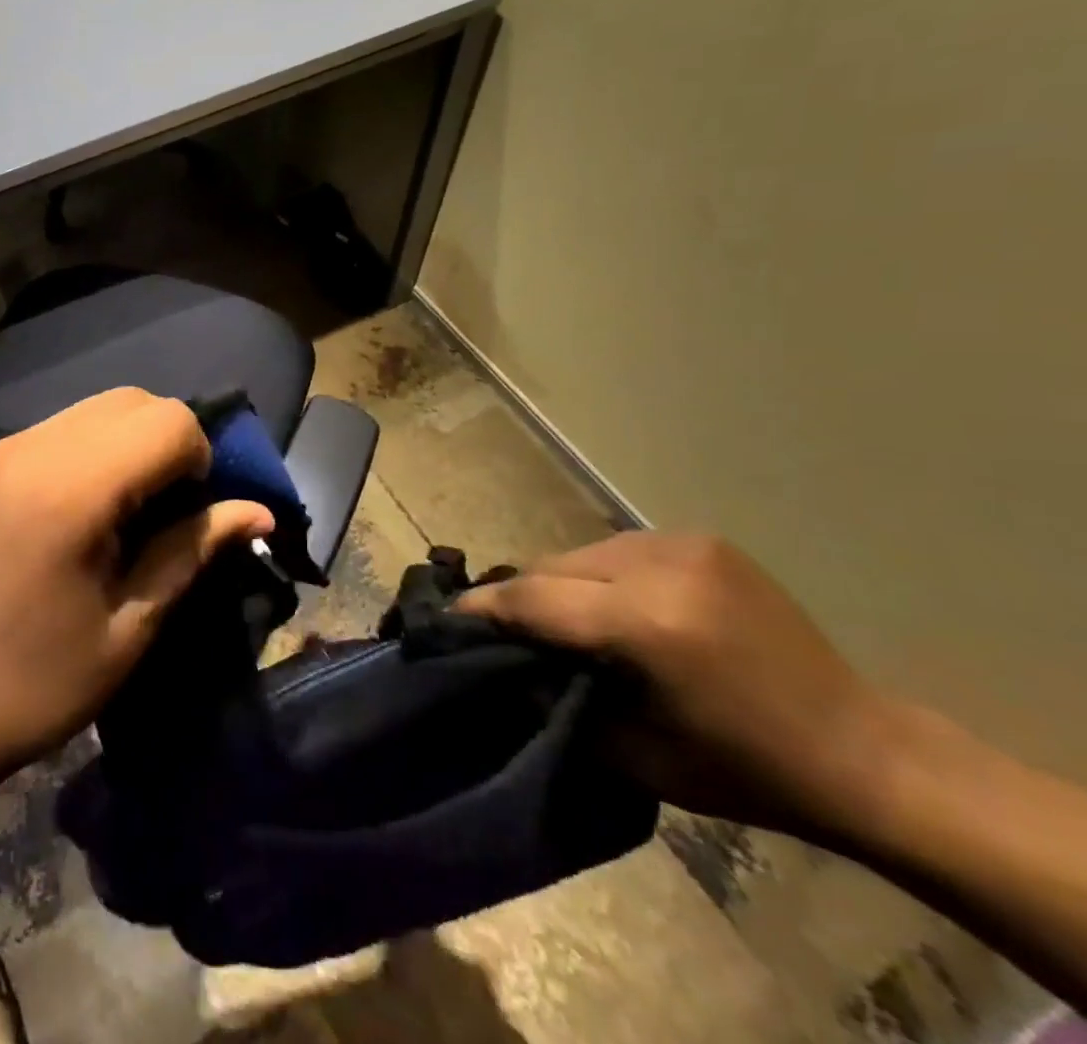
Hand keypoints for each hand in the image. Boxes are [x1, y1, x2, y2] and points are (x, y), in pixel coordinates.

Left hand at [0, 388, 274, 783]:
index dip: (200, 460)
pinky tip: (66, 519)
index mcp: (70, 489)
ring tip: (114, 517)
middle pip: (129, 401)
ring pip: (86, 413)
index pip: (168, 420)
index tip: (188, 517)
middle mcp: (27, 449)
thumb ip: (192, 551)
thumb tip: (260, 511)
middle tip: (160, 514)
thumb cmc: (33, 687)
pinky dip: (79, 456)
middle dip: (165, 443)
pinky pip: (46, 435)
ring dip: (122, 447)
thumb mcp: (129, 628)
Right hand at [455, 533, 899, 839]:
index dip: (483, 608)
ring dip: (558, 584)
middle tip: (502, 629)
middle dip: (520, 597)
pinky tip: (609, 604)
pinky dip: (596, 574)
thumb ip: (555, 696)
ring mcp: (683, 543)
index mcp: (647, 622)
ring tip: (559, 619)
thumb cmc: (745, 770)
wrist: (863, 752)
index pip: (532, 598)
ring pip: (578, 553)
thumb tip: (502, 662)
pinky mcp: (700, 538)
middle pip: (550, 567)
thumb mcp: (633, 752)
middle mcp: (660, 566)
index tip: (446, 620)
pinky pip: (616, 550)